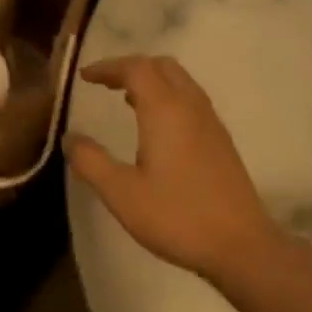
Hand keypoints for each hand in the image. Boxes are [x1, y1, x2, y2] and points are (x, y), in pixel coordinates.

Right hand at [67, 55, 284, 282]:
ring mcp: (211, 122)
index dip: (108, 67)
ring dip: (152, 81)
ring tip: (127, 101)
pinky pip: (191, 100)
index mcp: (165, 110)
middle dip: (132, 68)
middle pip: (162, 66)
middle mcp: (191, 106)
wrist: (240, 245)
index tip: (85, 77)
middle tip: (106, 84)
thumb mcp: (122, 193)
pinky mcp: (221, 141)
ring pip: (180, 81)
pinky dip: (168, 97)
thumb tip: (70, 137)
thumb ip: (91, 161)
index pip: (136, 68)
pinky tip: (157, 128)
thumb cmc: (177, 216)